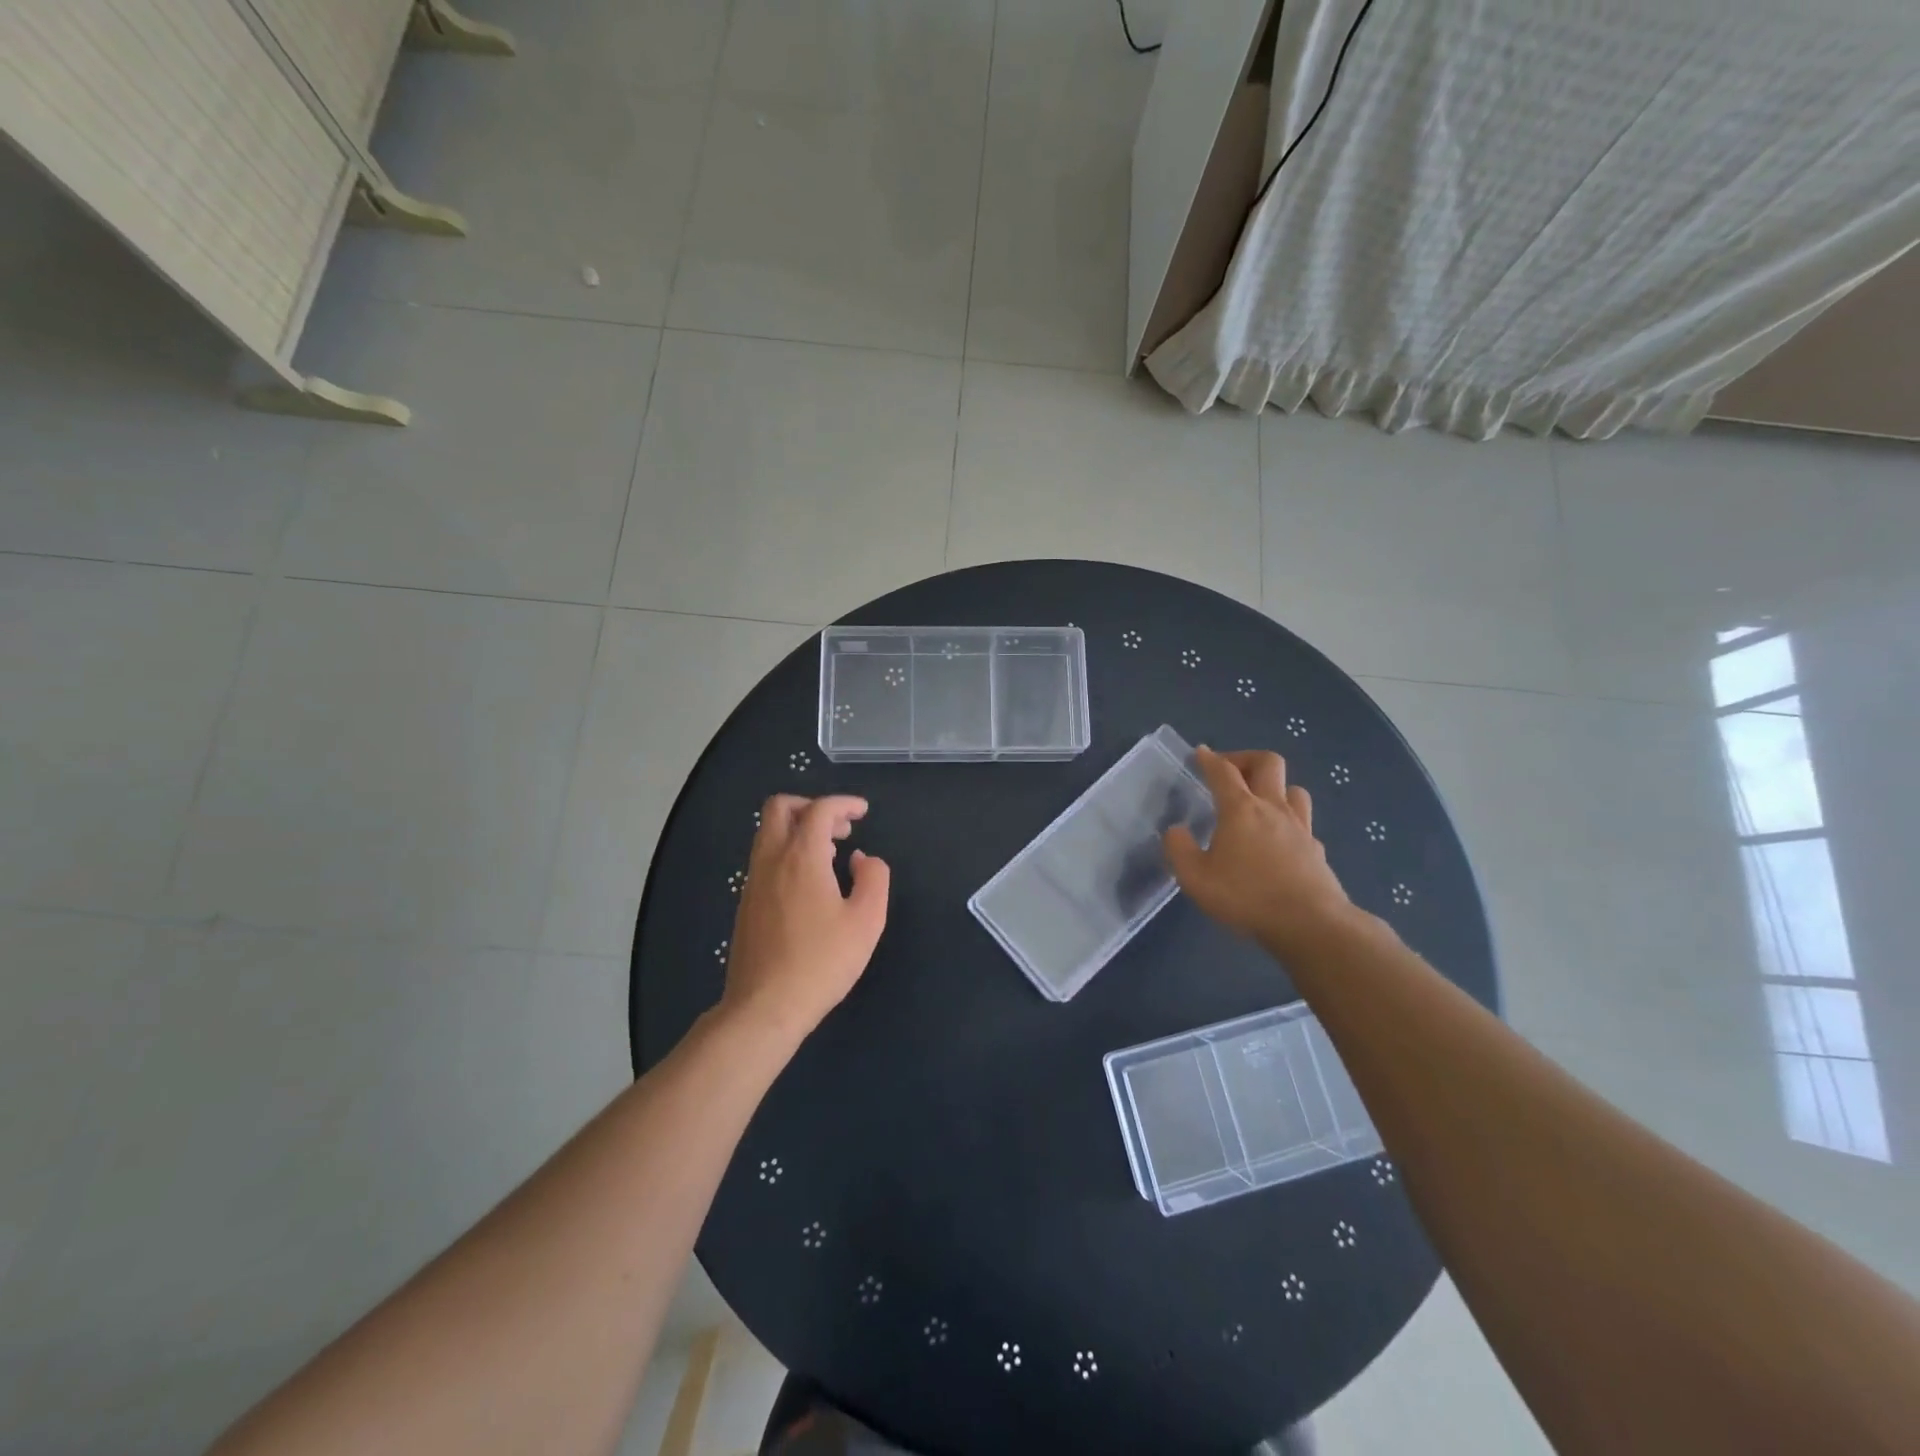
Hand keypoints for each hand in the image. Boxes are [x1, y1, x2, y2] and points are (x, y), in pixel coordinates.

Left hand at [719, 794, 890, 1042]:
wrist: (765, 1006)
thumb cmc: (822, 962)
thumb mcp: (867, 920)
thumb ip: (873, 879)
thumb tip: (863, 859)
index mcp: (801, 857)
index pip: (819, 809)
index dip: (843, 803)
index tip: (863, 812)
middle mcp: (771, 860)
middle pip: (780, 808)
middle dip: (812, 807)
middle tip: (840, 829)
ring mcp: (753, 882)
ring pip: (767, 833)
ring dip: (798, 830)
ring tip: (830, 855)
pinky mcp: (746, 904)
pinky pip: (764, 859)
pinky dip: (787, 853)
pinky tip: (809, 884)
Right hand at [1164, 747, 1356, 958]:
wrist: (1310, 924)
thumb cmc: (1246, 896)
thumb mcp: (1195, 878)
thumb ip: (1179, 850)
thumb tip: (1175, 831)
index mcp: (1240, 809)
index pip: (1223, 771)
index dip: (1209, 759)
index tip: (1200, 753)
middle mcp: (1273, 808)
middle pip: (1268, 763)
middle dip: (1246, 758)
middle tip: (1230, 771)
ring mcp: (1300, 827)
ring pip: (1293, 788)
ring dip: (1275, 786)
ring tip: (1259, 801)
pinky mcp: (1317, 849)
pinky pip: (1304, 822)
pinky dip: (1289, 821)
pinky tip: (1280, 839)